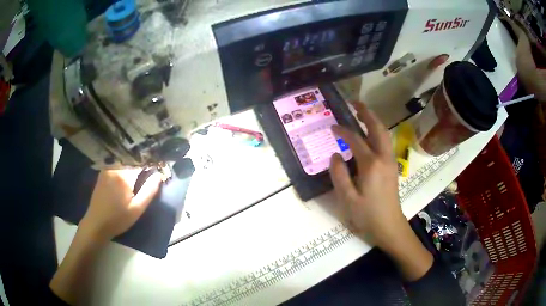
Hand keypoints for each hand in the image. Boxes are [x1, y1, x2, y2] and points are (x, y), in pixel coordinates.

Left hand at [80, 168, 161, 240]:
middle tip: (148, 176)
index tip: (156, 171)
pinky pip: (116, 167)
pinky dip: (123, 170)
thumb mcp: (137, 209)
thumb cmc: (118, 219)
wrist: (96, 224)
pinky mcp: (102, 174)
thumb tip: (159, 175)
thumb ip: (149, 191)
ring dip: (131, 167)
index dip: (149, 166)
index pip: (141, 163)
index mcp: (123, 175)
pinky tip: (125, 181)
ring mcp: (106, 170)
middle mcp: (114, 168)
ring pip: (124, 163)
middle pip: (132, 161)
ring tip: (137, 177)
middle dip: (140, 166)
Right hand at [329, 102, 405, 248]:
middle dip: (366, 113)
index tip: (333, 127)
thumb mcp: (347, 199)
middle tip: (355, 103)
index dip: (343, 131)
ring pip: (384, 134)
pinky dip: (377, 132)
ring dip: (373, 121)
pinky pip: (385, 142)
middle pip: (377, 129)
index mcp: (371, 165)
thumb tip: (335, 155)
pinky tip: (370, 134)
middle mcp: (383, 158)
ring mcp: (390, 161)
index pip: (356, 140)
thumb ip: (339, 175)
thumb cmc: (367, 215)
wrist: (389, 226)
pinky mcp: (392, 167)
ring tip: (362, 113)